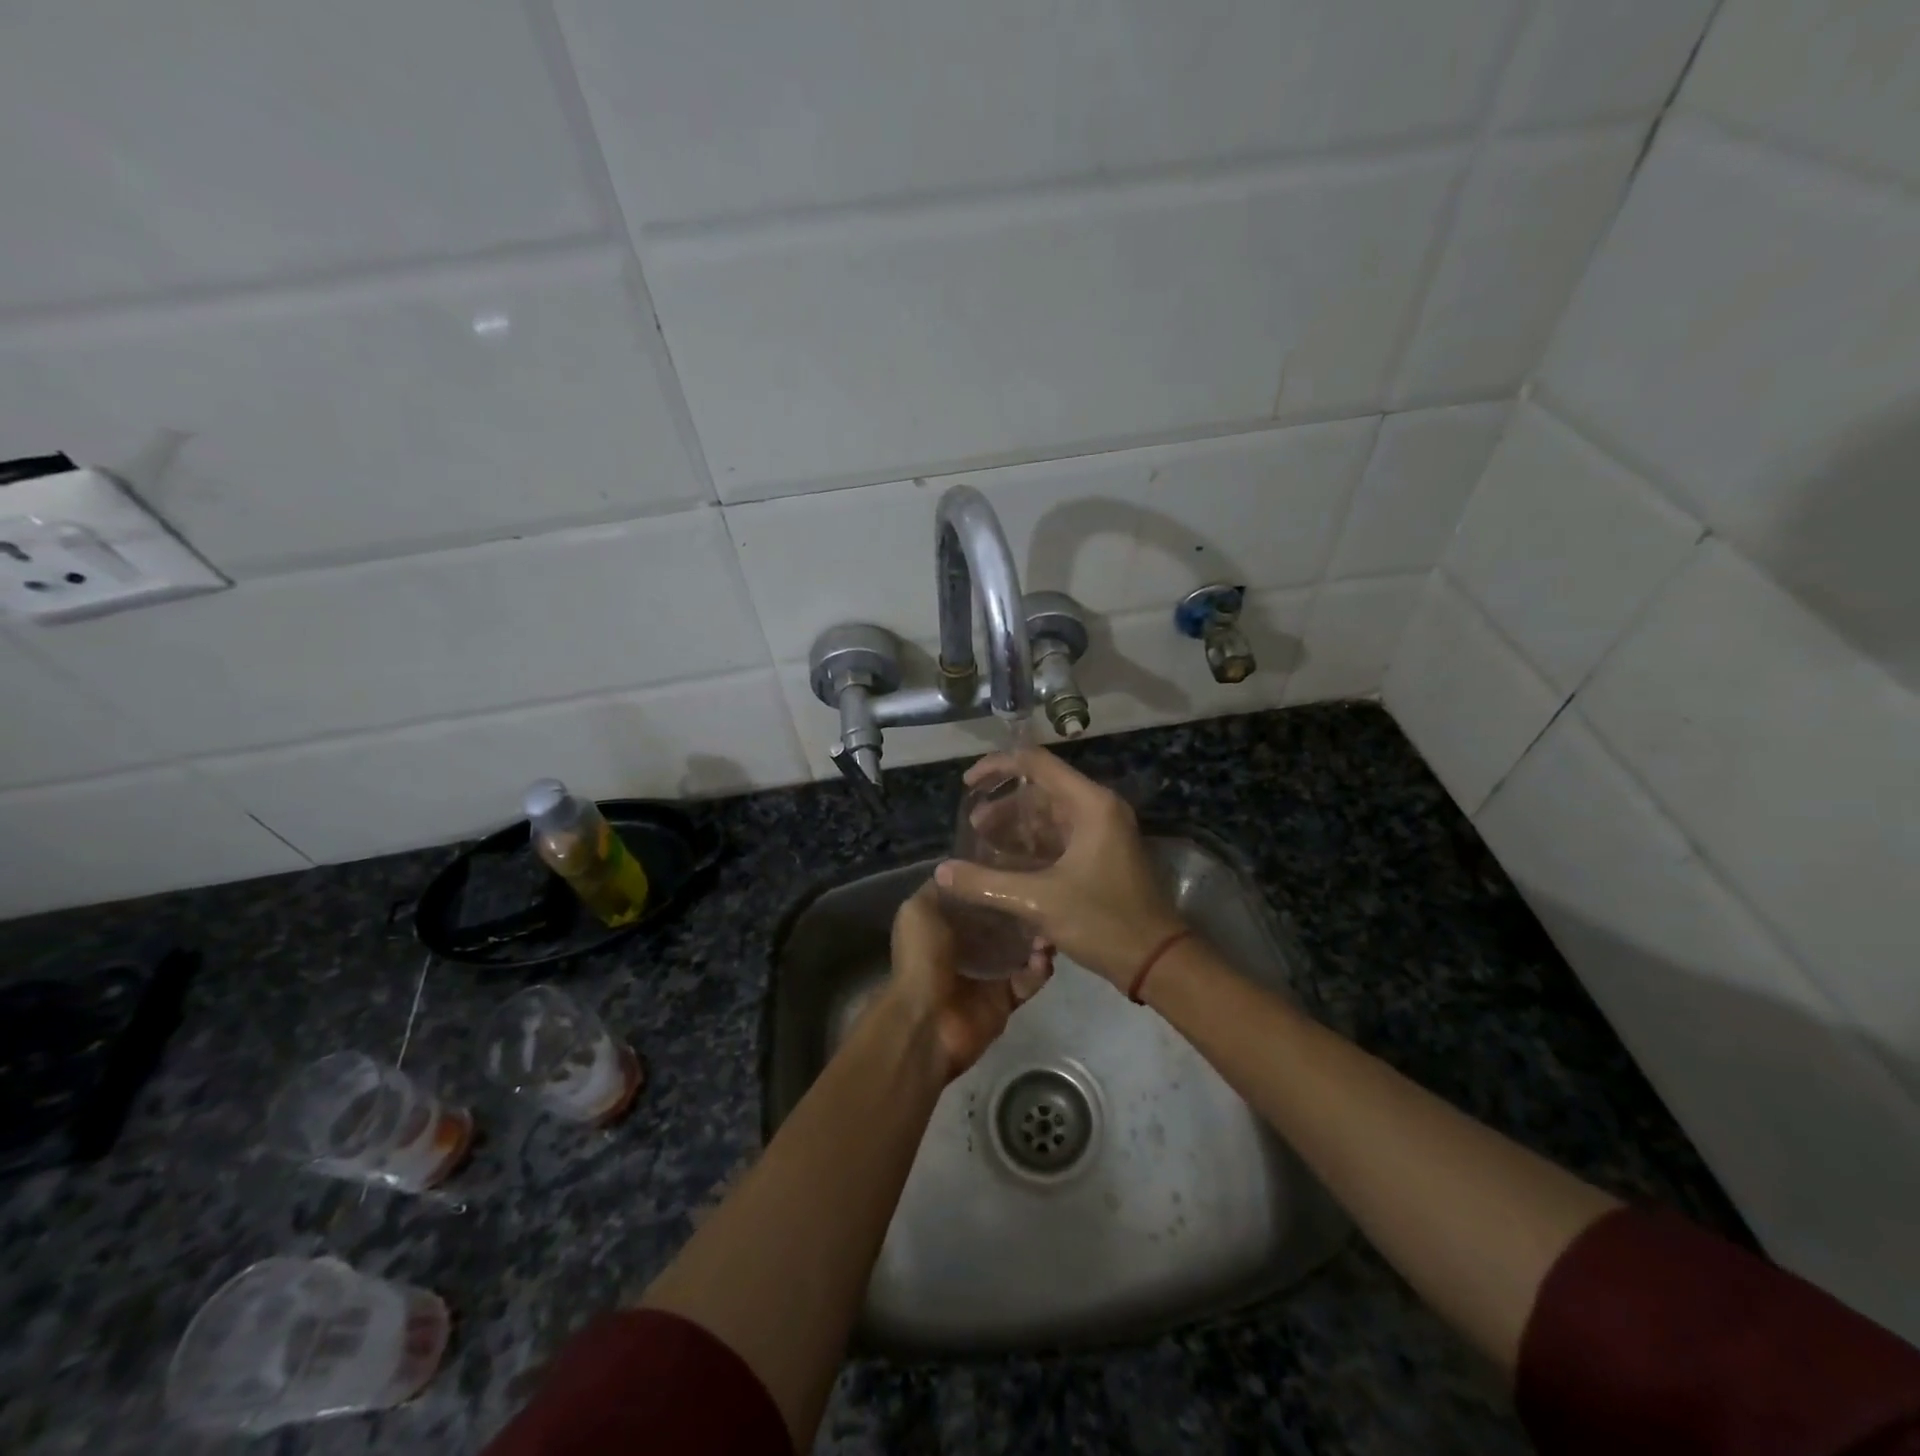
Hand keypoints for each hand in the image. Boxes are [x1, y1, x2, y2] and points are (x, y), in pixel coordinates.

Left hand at [882, 883, 1051, 1080]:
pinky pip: (1029, 980)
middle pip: (1000, 923)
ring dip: (1036, 937)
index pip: (973, 900)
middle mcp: (965, 948)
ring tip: (1050, 922)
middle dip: (1019, 909)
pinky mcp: (1005, 999)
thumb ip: (938, 890)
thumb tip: (958, 872)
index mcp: (942, 926)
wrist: (927, 1020)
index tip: (1018, 863)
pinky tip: (1046, 954)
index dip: (991, 883)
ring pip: (1019, 950)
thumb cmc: (921, 958)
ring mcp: (986, 975)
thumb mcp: (918, 910)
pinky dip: (1039, 968)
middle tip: (1042, 892)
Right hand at [935, 748, 1184, 990]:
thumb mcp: (1038, 901)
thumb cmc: (1102, 921)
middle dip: (1003, 805)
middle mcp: (1098, 809)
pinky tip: (1006, 864)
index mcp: (1089, 804)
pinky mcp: (1101, 855)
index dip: (997, 767)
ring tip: (981, 846)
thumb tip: (941, 872)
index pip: (1036, 763)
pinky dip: (1032, 845)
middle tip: (972, 827)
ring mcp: (1102, 832)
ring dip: (1016, 827)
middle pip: (1041, 790)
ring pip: (1049, 816)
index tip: (968, 785)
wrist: (1156, 960)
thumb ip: (986, 883)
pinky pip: (1059, 837)